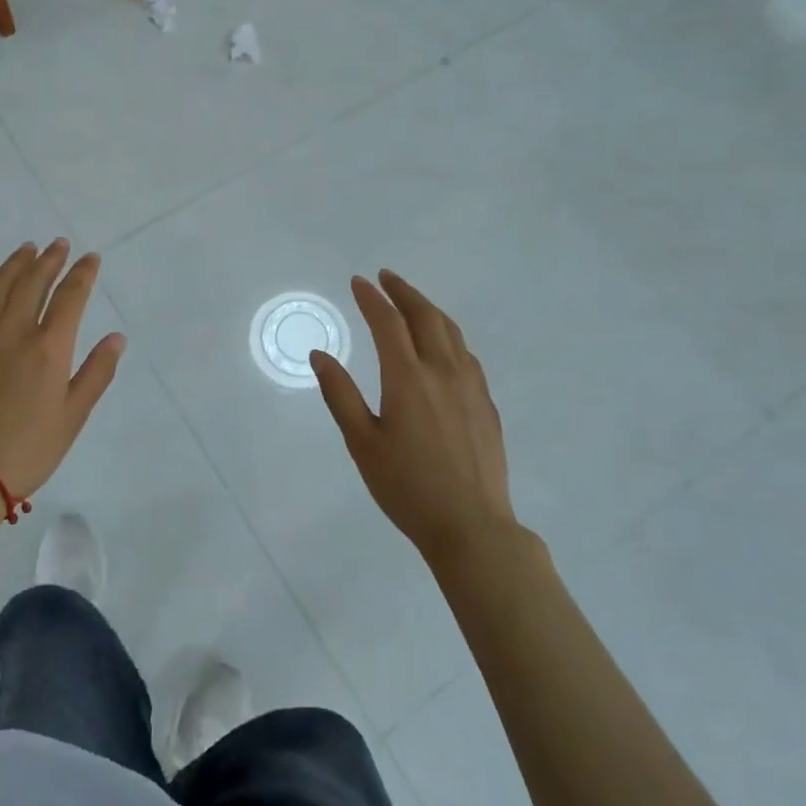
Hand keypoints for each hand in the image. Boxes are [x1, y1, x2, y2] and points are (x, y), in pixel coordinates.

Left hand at [0, 240, 125, 499]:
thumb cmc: (27, 449)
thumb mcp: (73, 416)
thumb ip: (96, 373)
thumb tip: (116, 337)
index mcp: (49, 348)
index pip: (70, 296)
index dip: (82, 273)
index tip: (90, 258)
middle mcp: (14, 331)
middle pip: (34, 281)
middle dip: (50, 259)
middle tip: (59, 244)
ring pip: (0, 285)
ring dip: (17, 263)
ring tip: (28, 249)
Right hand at [310, 270, 512, 565]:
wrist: (472, 527)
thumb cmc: (407, 487)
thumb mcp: (362, 443)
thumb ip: (339, 394)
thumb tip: (319, 355)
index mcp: (408, 378)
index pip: (387, 322)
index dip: (371, 298)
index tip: (358, 282)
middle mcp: (442, 371)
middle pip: (425, 316)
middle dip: (403, 291)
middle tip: (386, 277)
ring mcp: (470, 386)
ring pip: (451, 331)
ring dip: (428, 308)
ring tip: (411, 301)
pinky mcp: (486, 403)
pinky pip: (466, 353)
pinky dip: (447, 334)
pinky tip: (441, 344)